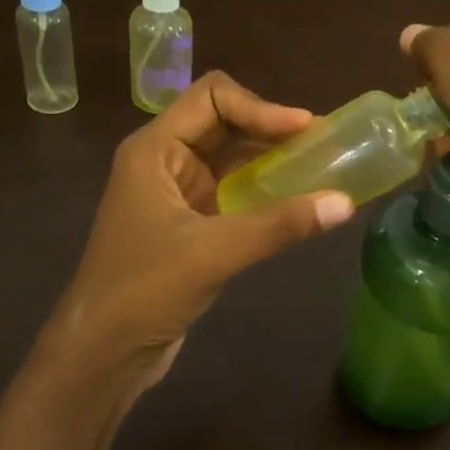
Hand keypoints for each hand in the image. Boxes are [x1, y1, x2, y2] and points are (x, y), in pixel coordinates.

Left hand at [37, 72, 354, 402]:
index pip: (212, 97)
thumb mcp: (213, 253)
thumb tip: (346, 203)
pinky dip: (265, 189)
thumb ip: (279, 225)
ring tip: (321, 166)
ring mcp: (177, 192)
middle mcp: (165, 160)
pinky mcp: (190, 222)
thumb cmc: (144, 290)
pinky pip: (233, 190)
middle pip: (224, 120)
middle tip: (324, 143)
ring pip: (231, 156)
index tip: (305, 129)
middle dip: (272, 128)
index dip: (261, 106)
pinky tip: (298, 201)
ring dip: (272, 158)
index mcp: (155, 150)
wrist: (103, 352)